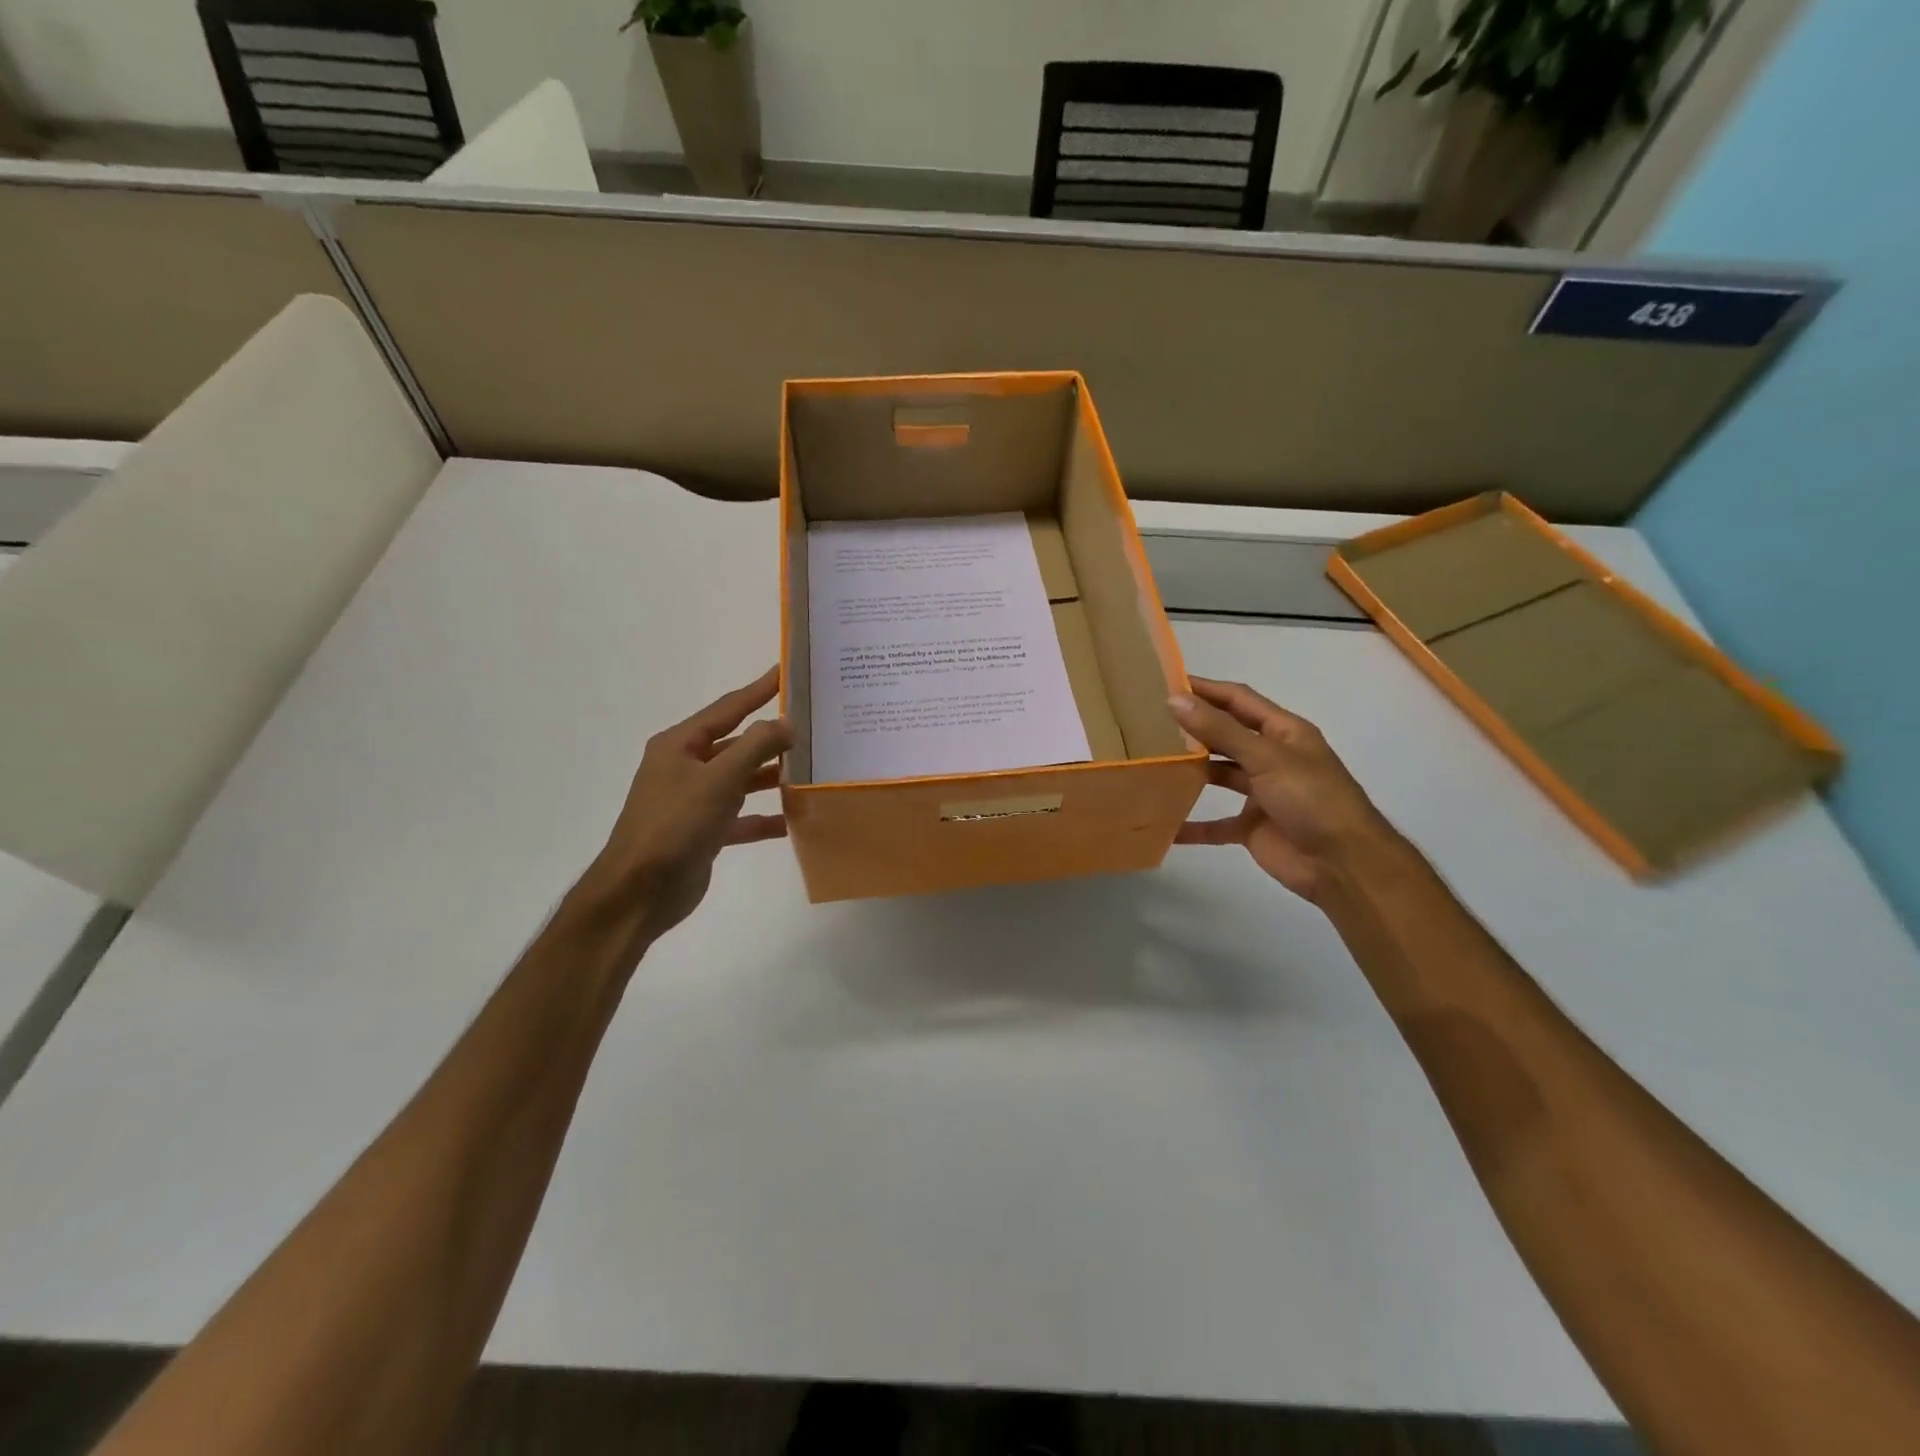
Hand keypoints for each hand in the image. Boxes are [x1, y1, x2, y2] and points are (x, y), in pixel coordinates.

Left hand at [575, 666, 790, 942]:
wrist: (640, 891)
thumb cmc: (676, 824)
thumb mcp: (719, 779)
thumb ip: (756, 746)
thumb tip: (787, 723)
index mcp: (680, 745)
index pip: (727, 708)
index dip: (758, 689)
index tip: (786, 671)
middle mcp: (685, 768)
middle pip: (736, 744)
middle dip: (771, 738)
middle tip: (811, 726)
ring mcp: (693, 801)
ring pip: (740, 781)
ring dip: (771, 778)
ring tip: (810, 771)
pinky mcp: (703, 833)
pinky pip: (740, 818)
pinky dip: (763, 818)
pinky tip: (792, 822)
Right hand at [1171, 677, 1402, 903]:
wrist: (1344, 864)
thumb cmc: (1311, 799)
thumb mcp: (1266, 757)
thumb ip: (1220, 730)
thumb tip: (1175, 700)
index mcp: (1283, 732)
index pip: (1239, 700)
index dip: (1206, 689)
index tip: (1167, 681)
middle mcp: (1272, 757)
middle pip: (1227, 735)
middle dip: (1194, 727)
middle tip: (1150, 721)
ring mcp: (1262, 793)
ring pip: (1220, 775)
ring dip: (1192, 771)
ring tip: (1153, 763)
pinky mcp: (1253, 826)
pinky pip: (1217, 823)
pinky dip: (1194, 825)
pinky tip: (1166, 825)